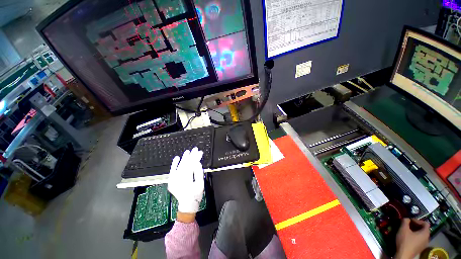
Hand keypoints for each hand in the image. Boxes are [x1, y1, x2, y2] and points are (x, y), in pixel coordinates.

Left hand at [168, 147, 203, 217]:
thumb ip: (199, 173)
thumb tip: (198, 162)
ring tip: (187, 151)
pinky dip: (174, 164)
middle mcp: (178, 180)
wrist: (187, 205)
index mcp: (187, 181)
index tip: (199, 152)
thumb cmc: (196, 195)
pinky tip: (176, 158)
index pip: (191, 165)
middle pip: (185, 164)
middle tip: (195, 149)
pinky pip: (172, 171)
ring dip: (183, 158)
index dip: (196, 158)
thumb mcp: (201, 184)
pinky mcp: (171, 181)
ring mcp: (173, 181)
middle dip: (190, 156)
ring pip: (179, 166)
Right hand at [395, 218, 429, 258]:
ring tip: (407, 231)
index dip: (417, 220)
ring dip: (415, 231)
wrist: (404, 255)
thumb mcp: (403, 229)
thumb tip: (406, 218)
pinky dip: (415, 236)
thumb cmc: (405, 241)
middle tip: (408, 225)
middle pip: (423, 229)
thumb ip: (405, 221)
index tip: (409, 221)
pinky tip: (408, 238)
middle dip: (415, 226)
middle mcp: (427, 238)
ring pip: (421, 234)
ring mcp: (424, 244)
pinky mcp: (420, 248)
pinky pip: (419, 239)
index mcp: (425, 233)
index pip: (425, 223)